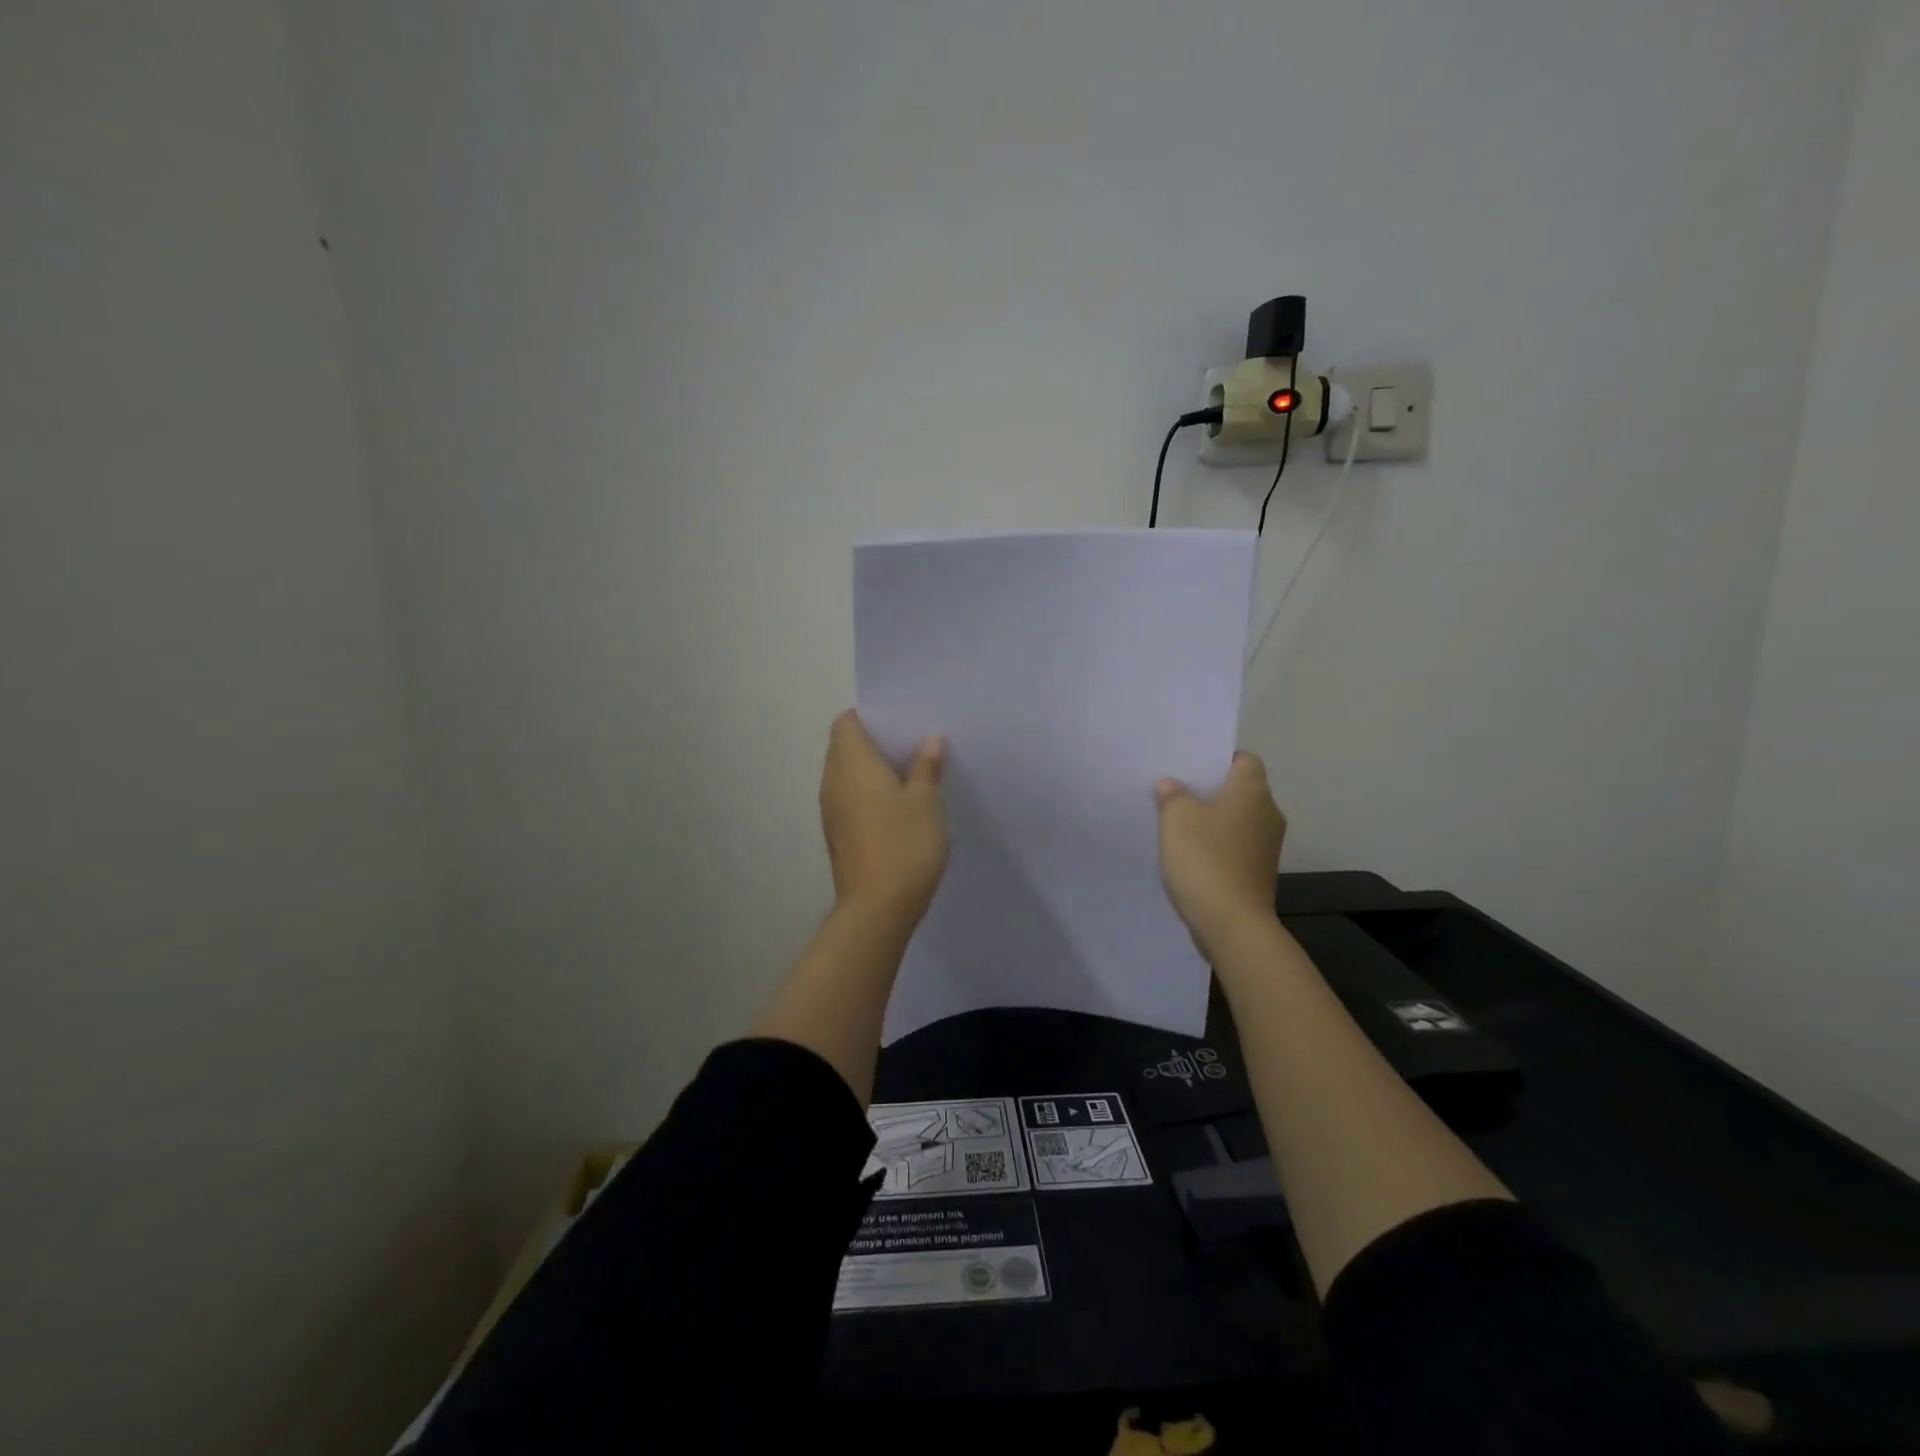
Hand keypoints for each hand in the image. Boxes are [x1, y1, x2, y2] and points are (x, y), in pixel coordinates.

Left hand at [819, 710, 948, 924]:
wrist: (877, 908)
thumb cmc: (904, 844)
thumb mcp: (926, 801)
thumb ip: (926, 767)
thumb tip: (929, 741)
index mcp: (852, 763)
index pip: (846, 722)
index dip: (869, 716)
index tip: (899, 722)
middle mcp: (833, 781)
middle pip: (844, 746)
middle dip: (874, 742)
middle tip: (911, 745)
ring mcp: (831, 810)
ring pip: (847, 775)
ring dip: (872, 770)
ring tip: (909, 774)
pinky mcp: (838, 834)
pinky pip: (849, 799)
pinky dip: (868, 794)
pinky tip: (898, 807)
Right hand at [1155, 751, 1285, 960]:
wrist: (1232, 923)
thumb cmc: (1205, 858)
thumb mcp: (1177, 818)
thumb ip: (1172, 795)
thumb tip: (1171, 784)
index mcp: (1252, 791)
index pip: (1244, 759)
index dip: (1219, 758)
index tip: (1191, 765)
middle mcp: (1268, 813)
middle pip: (1240, 790)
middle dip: (1211, 789)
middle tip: (1176, 790)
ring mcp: (1266, 846)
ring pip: (1237, 820)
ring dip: (1212, 820)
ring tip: (1177, 822)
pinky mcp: (1259, 873)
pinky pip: (1235, 846)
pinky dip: (1217, 845)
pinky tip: (1190, 853)